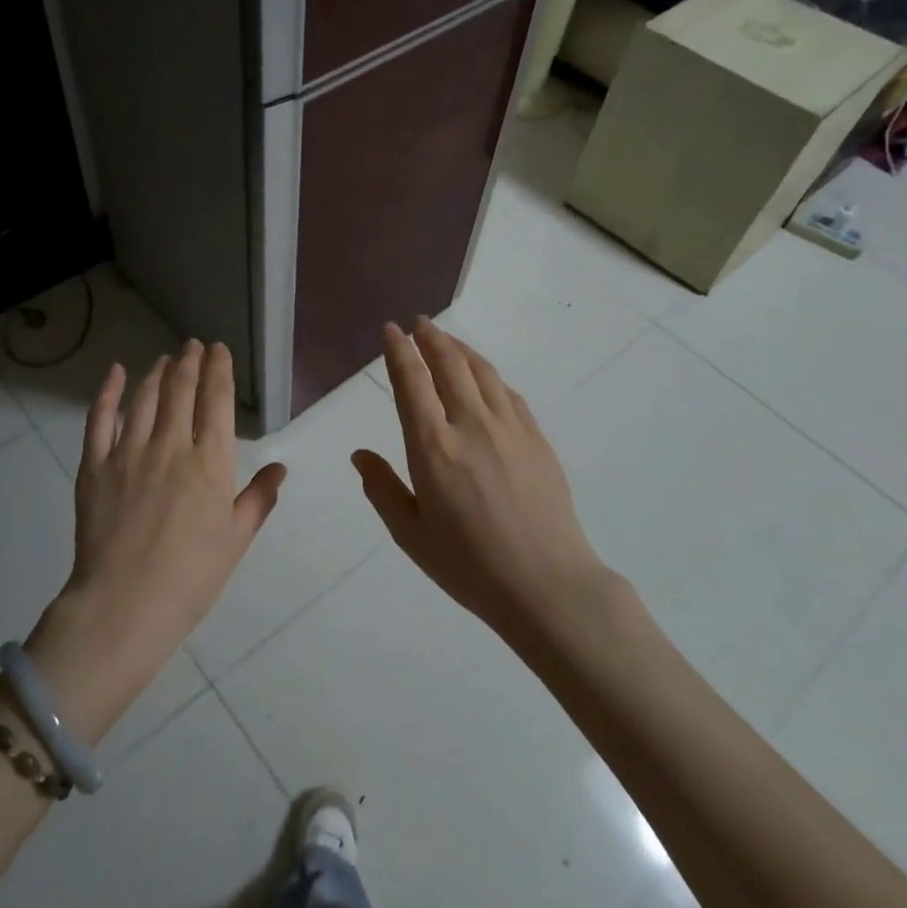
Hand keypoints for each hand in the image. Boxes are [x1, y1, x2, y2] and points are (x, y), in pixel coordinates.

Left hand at [27, 341, 286, 738]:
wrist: (125, 605)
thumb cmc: (191, 577)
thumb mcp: (236, 540)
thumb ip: (258, 499)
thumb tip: (280, 468)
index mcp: (211, 463)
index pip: (217, 401)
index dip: (219, 370)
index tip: (219, 350)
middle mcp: (171, 446)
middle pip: (181, 390)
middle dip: (190, 362)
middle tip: (193, 346)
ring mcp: (128, 452)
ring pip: (145, 398)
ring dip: (158, 373)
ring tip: (165, 359)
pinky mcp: (94, 465)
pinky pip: (99, 418)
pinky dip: (109, 391)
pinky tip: (116, 373)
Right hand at [353, 319, 604, 635]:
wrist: (547, 584)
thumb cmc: (469, 566)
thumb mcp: (411, 534)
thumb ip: (382, 488)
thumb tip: (360, 454)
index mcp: (433, 448)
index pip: (411, 383)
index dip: (399, 351)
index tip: (391, 330)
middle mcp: (471, 426)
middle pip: (449, 365)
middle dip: (431, 338)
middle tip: (419, 322)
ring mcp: (510, 429)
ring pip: (482, 372)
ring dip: (460, 349)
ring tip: (447, 340)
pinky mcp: (537, 439)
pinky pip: (508, 393)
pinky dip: (489, 375)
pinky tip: (484, 378)